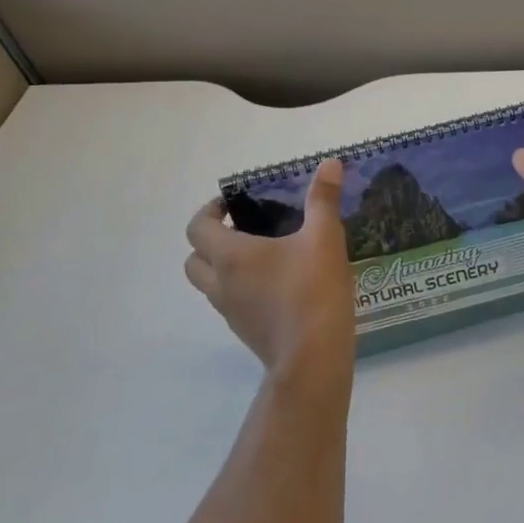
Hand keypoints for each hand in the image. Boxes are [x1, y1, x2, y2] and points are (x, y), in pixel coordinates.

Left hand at [185, 159, 354, 380]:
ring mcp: (231, 312)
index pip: (197, 227)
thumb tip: (329, 162)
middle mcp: (221, 284)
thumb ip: (323, 199)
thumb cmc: (312, 290)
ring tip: (264, 254)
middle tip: (245, 228)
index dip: (210, 211)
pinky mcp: (246, 332)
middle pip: (194, 259)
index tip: (236, 203)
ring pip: (210, 284)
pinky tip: (279, 284)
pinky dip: (242, 289)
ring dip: (224, 267)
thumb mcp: (325, 237)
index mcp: (231, 256)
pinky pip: (232, 303)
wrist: (313, 359)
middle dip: (211, 240)